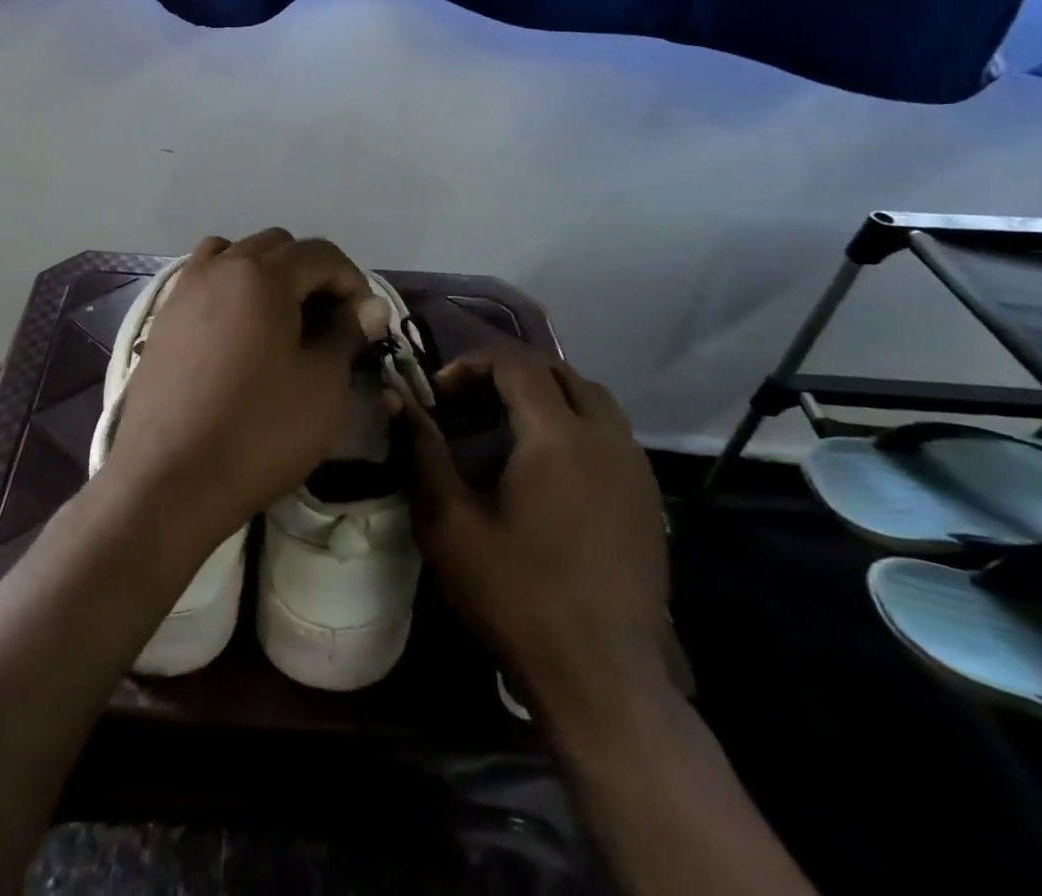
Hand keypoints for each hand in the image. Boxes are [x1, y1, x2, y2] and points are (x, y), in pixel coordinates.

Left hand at [104, 230, 388, 547]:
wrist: (169, 480)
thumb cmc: (259, 431)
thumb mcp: (323, 386)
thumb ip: (347, 334)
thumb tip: (369, 307)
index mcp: (263, 275)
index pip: (321, 253)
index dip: (352, 281)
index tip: (365, 322)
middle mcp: (220, 267)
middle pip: (277, 247)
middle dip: (311, 275)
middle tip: (328, 323)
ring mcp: (185, 289)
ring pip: (236, 256)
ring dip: (267, 275)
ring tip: (282, 321)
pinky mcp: (163, 317)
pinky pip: (205, 281)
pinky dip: (231, 289)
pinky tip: (240, 335)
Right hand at [405, 339, 674, 733]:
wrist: (602, 678)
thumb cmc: (515, 595)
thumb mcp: (449, 521)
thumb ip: (421, 449)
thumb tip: (394, 396)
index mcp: (557, 435)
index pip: (515, 362)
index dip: (471, 365)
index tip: (439, 395)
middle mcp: (604, 436)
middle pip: (556, 370)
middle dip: (506, 374)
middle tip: (467, 406)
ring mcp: (634, 466)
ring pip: (590, 397)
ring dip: (545, 395)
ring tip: (506, 428)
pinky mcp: (648, 497)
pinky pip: (610, 432)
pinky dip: (574, 424)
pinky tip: (547, 467)